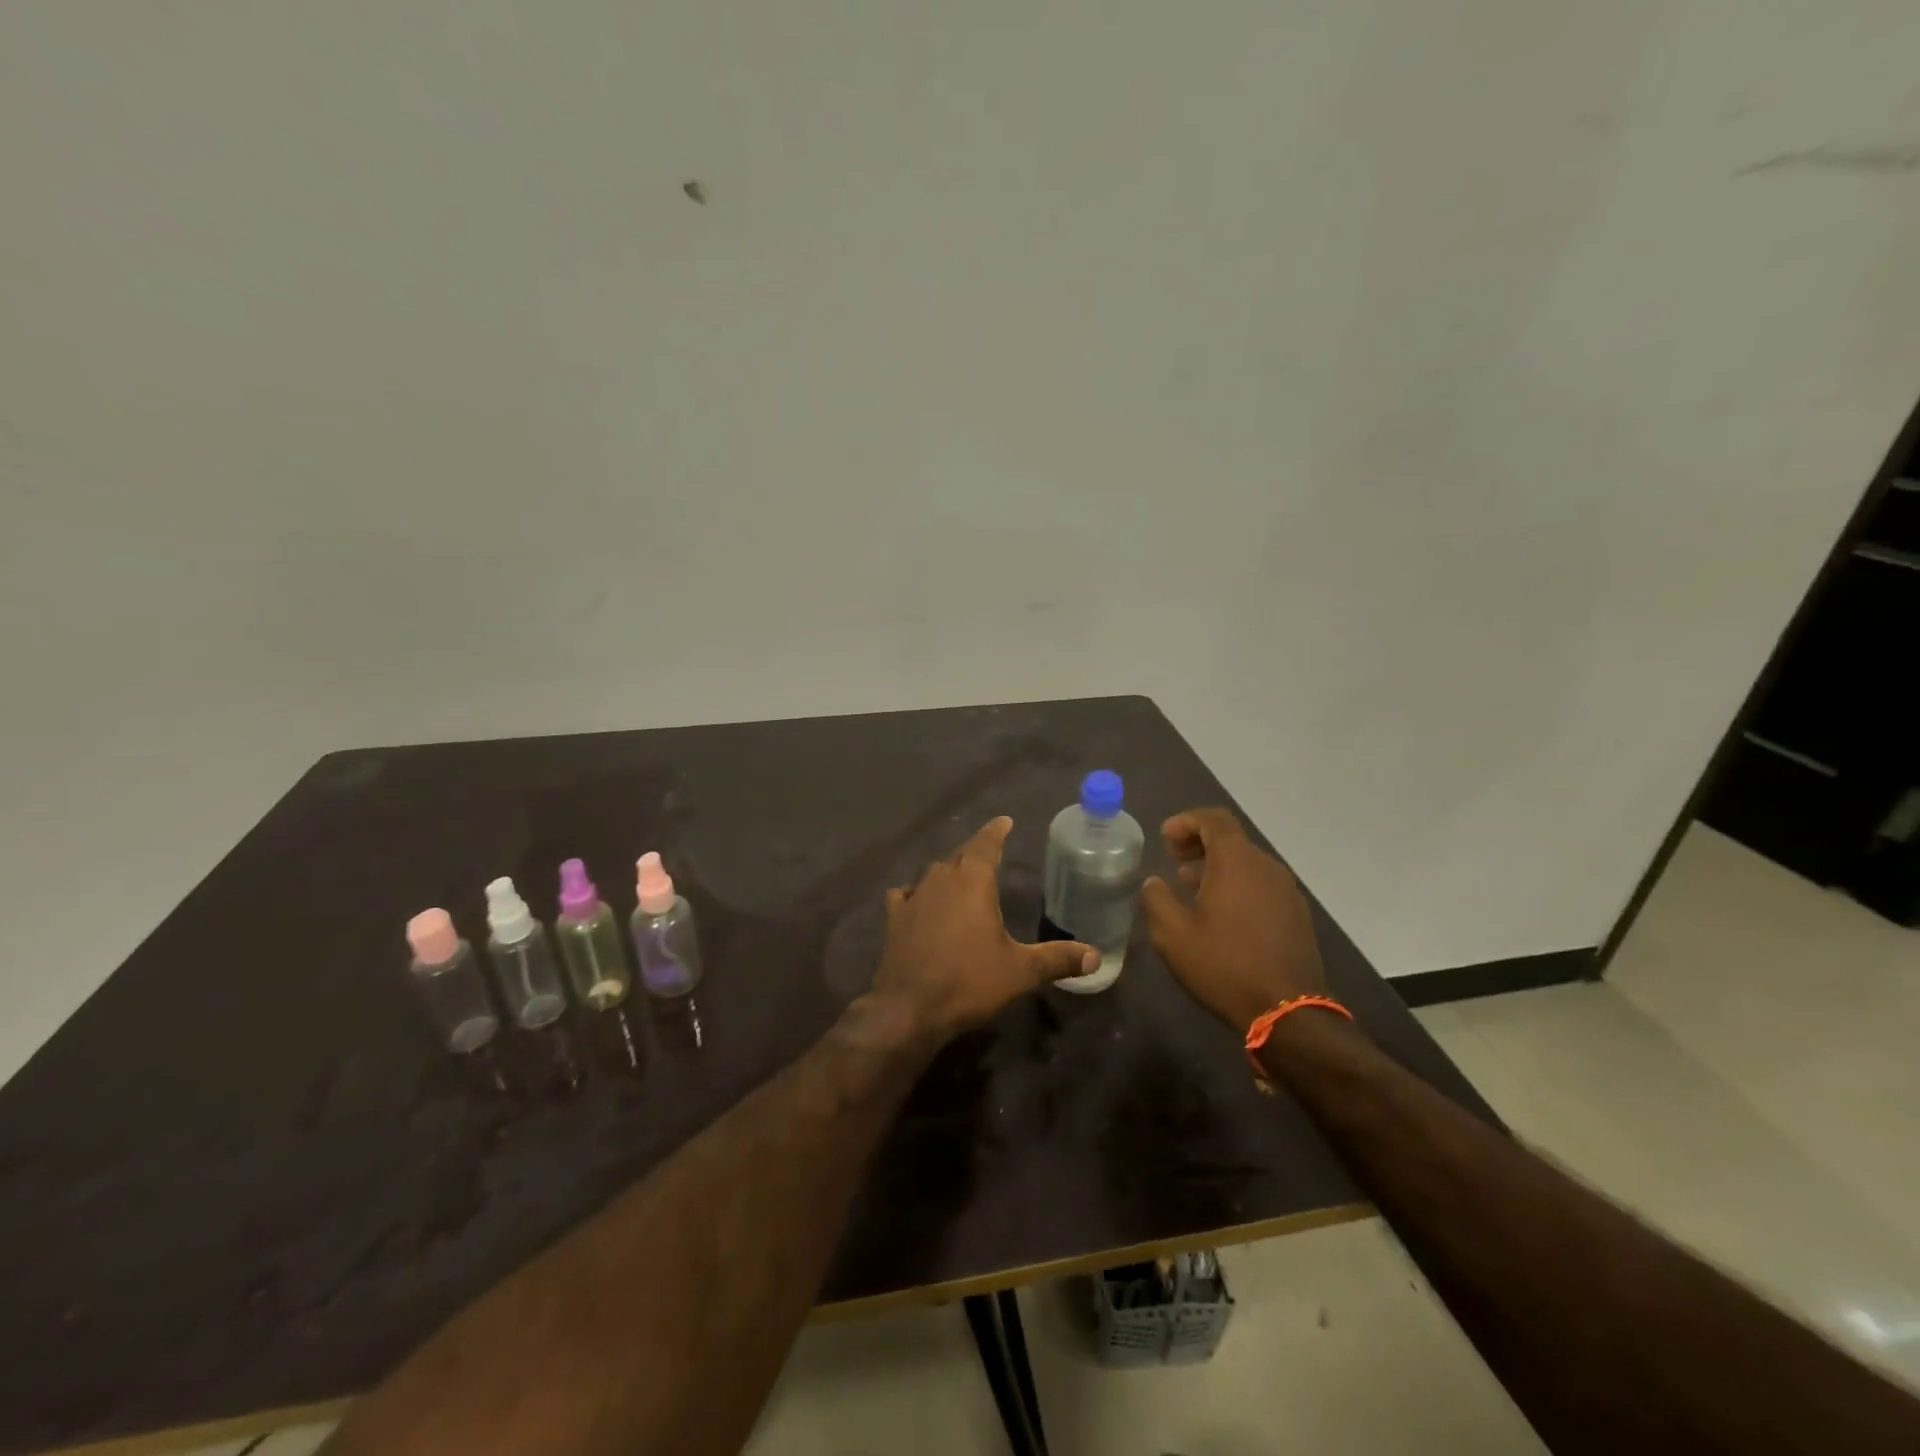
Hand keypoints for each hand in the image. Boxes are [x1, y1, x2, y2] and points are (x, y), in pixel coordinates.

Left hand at [871, 816, 1098, 1039]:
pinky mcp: (894, 919)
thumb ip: (1058, 959)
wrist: (909, 1008)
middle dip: (976, 852)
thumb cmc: (969, 981)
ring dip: (948, 871)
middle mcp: (941, 879)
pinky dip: (916, 893)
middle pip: (960, 855)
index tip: (1005, 821)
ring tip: (961, 877)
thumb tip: (1095, 955)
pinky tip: (917, 901)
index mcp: (973, 881)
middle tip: (990, 852)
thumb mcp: (1021, 971)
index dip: (996, 831)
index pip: (986, 844)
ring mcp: (914, 897)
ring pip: (933, 873)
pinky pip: (906, 894)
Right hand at [1139, 807, 1325, 1032]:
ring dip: (1218, 866)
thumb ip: (1156, 899)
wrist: (1287, 1013)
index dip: (1186, 821)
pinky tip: (1221, 914)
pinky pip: (1262, 884)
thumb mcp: (1172, 935)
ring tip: (1191, 888)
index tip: (1165, 838)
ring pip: (1247, 863)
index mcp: (1237, 862)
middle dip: (1199, 843)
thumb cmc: (1224, 966)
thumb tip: (1154, 882)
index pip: (1214, 819)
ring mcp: (1287, 891)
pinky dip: (1238, 885)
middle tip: (1173, 859)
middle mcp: (1266, 867)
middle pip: (1231, 839)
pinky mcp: (1297, 915)